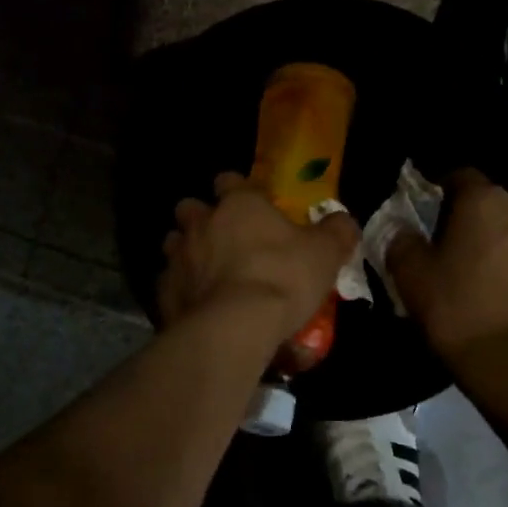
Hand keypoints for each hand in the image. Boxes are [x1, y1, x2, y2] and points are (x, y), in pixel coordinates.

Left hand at [159, 173, 358, 342]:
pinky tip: (197, 305)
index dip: (239, 190)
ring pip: (174, 242)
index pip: (230, 180)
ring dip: (187, 252)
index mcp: (238, 204)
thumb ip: (336, 231)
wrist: (235, 326)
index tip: (252, 205)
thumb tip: (343, 221)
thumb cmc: (283, 278)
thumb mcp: (326, 253)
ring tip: (207, 272)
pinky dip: (181, 289)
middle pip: (191, 207)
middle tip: (224, 239)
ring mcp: (178, 256)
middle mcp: (201, 222)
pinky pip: (169, 282)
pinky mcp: (164, 291)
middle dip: (203, 218)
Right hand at [387, 168, 507, 362]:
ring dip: (502, 248)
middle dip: (474, 223)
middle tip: (452, 254)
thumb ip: (402, 241)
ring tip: (483, 283)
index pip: (460, 176)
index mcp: (486, 201)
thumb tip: (404, 230)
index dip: (441, 190)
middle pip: (494, 207)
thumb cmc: (458, 311)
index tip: (427, 212)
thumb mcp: (411, 276)